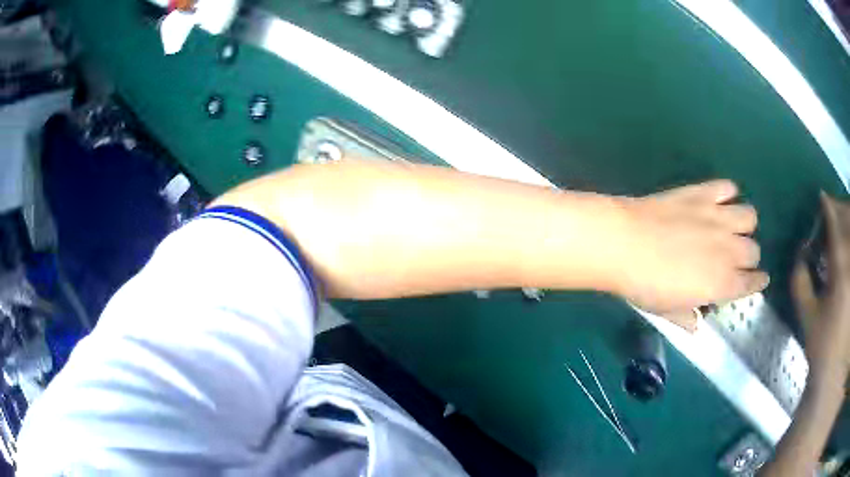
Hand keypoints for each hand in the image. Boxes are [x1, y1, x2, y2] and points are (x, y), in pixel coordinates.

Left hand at [613, 180, 767, 323]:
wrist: (625, 243)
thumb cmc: (646, 285)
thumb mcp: (667, 311)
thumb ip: (687, 317)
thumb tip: (696, 324)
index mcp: (723, 283)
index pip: (752, 283)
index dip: (757, 282)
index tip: (758, 280)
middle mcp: (729, 249)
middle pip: (754, 250)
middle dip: (748, 257)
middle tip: (734, 258)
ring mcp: (718, 218)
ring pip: (749, 216)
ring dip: (744, 224)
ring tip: (731, 227)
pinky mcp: (703, 193)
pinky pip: (727, 187)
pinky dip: (728, 192)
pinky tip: (719, 200)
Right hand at [793, 193, 849, 379]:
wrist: (834, 372)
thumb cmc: (823, 346)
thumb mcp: (807, 316)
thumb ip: (801, 280)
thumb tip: (800, 253)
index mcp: (840, 266)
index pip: (834, 220)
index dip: (826, 206)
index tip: (821, 200)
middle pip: (848, 216)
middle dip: (840, 209)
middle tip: (833, 214)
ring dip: (848, 221)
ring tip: (842, 230)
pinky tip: (847, 251)